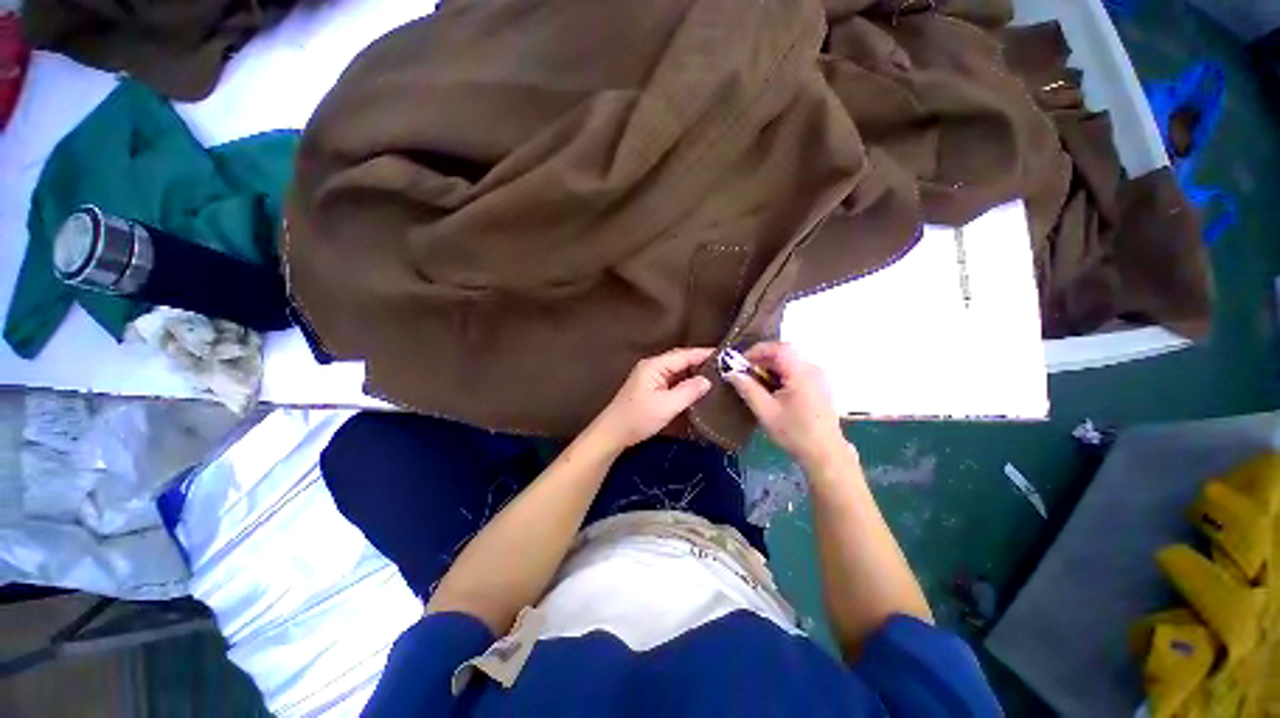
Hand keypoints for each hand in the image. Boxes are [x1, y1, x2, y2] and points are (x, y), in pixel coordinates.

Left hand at [590, 348, 714, 449]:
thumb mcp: (667, 406)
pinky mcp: (651, 387)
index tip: (725, 355)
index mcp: (655, 365)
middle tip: (724, 367)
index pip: (684, 355)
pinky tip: (698, 388)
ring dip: (694, 373)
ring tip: (716, 377)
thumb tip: (708, 380)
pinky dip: (686, 382)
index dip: (704, 354)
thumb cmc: (638, 418)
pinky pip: (673, 380)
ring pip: (677, 371)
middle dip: (701, 363)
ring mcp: (651, 377)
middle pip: (681, 360)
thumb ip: (688, 391)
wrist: (613, 433)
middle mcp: (653, 366)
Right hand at [725, 342, 850, 466]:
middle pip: (784, 353)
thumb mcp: (765, 411)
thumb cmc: (795, 432)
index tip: (740, 363)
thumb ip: (747, 388)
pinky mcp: (819, 386)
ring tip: (756, 384)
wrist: (825, 454)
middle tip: (745, 374)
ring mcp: (818, 377)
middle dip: (762, 360)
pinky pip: (796, 371)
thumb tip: (731, 373)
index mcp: (801, 372)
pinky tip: (772, 391)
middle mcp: (813, 368)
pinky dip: (781, 375)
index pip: (778, 348)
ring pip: (790, 362)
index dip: (756, 351)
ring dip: (770, 368)